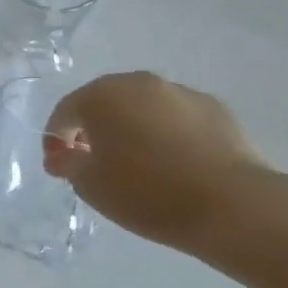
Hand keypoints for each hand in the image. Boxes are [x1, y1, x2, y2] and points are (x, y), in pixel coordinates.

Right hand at [42, 71, 268, 246]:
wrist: (231, 205)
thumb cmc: (147, 193)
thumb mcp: (90, 186)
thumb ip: (68, 164)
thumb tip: (64, 155)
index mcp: (100, 96)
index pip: (64, 112)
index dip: (56, 139)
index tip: (61, 167)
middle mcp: (137, 82)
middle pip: (104, 103)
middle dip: (95, 129)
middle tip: (97, 163)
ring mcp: (179, 92)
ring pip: (143, 107)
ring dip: (133, 129)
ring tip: (141, 166)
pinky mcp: (214, 107)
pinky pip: (177, 118)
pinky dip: (168, 134)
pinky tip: (176, 164)